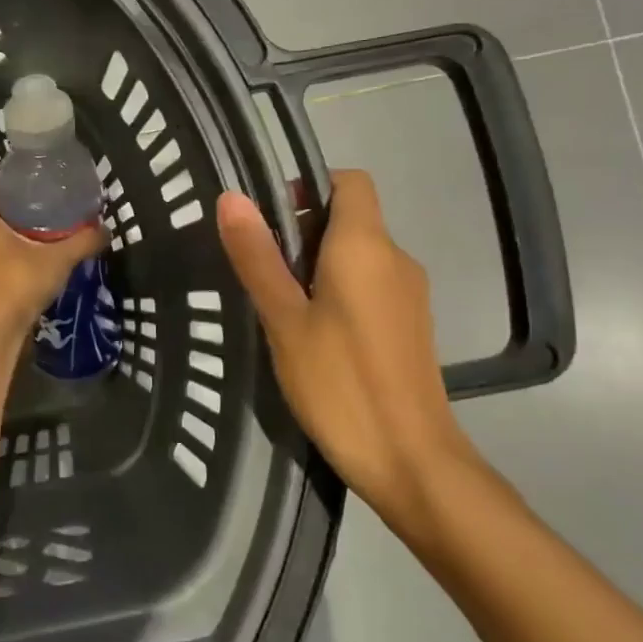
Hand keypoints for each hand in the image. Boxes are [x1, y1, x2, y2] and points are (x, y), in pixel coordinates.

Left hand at [0, 178, 108, 338]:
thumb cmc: (19, 281)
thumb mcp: (58, 258)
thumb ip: (82, 241)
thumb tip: (105, 230)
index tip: (9, 185)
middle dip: (1, 213)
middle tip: (31, 213)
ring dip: (0, 240)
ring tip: (31, 241)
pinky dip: (0, 264)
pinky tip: (25, 269)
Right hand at [217, 172, 472, 522]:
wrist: (411, 460)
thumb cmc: (340, 384)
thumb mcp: (284, 319)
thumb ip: (257, 256)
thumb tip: (231, 197)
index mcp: (366, 246)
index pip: (349, 181)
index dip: (308, 186)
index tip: (270, 221)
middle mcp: (396, 258)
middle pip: (350, 218)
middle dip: (302, 232)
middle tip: (262, 273)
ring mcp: (409, 294)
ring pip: (358, 255)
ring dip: (317, 266)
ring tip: (280, 309)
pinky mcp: (410, 325)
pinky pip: (370, 286)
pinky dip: (338, 292)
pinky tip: (312, 337)